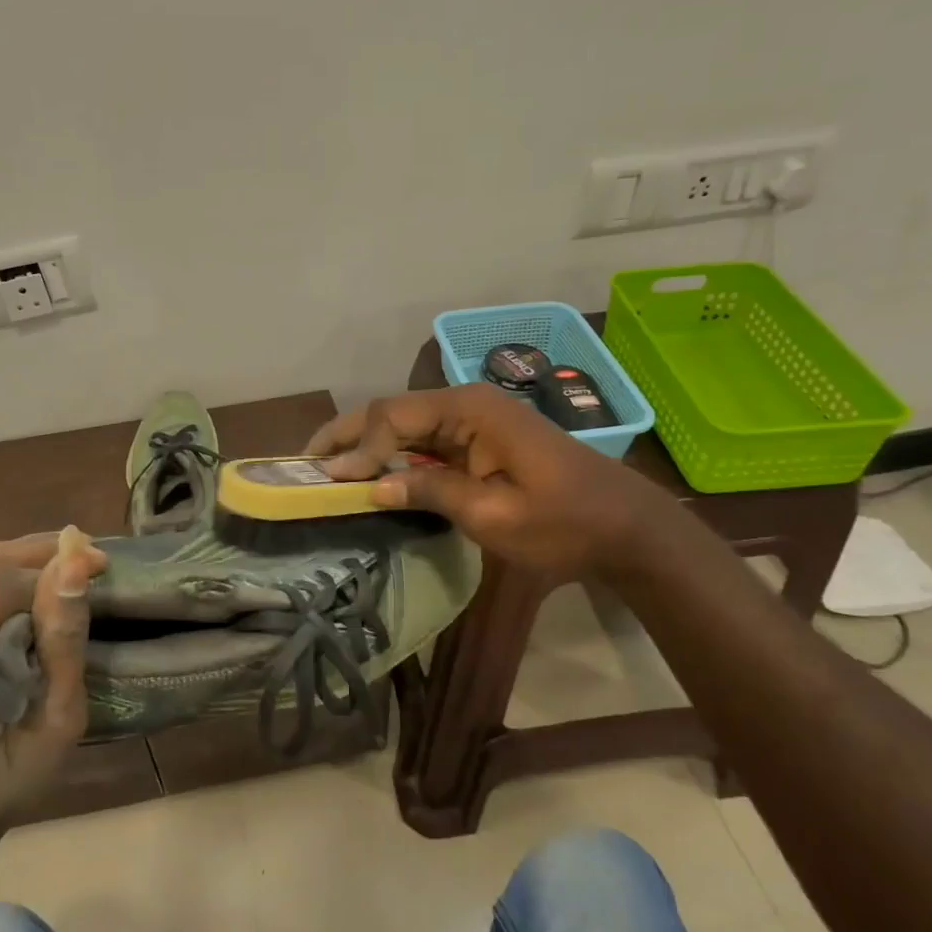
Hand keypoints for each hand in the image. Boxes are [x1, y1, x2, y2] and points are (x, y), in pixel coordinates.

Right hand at [307, 386, 672, 580]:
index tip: (329, 482)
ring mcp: (475, 422)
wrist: (624, 528)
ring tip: (328, 468)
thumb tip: (372, 486)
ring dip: (368, 446)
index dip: (357, 448)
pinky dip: (396, 458)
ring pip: (405, 426)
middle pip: (393, 412)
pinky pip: (427, 443)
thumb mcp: (493, 514)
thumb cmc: (564, 523)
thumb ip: (430, 492)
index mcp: (470, 410)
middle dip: (350, 436)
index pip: (394, 417)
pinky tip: (373, 475)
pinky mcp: (480, 442)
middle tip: (307, 461)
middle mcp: (467, 404)